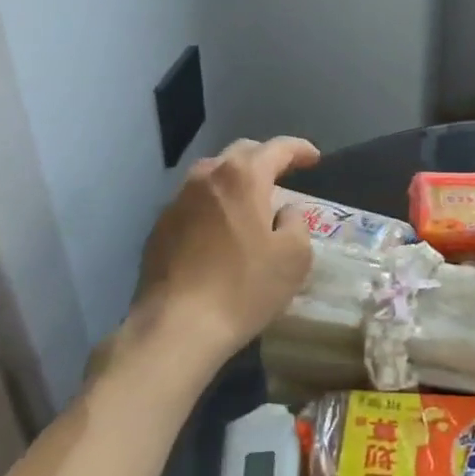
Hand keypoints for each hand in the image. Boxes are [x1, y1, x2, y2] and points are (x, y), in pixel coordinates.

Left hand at [125, 136, 320, 374]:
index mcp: (243, 176)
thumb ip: (297, 223)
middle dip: (265, 159)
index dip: (300, 149)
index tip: (314, 158)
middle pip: (241, 153)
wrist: (176, 327)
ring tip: (250, 200)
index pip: (278, 148)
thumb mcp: (294, 257)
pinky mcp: (159, 227)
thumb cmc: (244, 288)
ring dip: (235, 180)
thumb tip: (285, 213)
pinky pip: (194, 202)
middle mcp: (207, 177)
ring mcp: (177, 200)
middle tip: (283, 175)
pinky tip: (220, 230)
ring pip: (212, 175)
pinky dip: (213, 205)